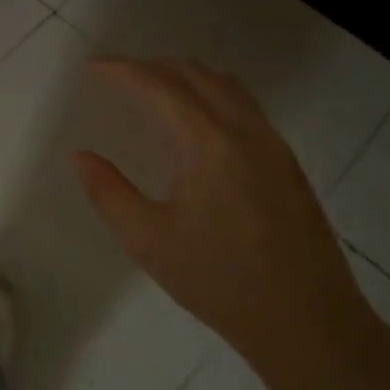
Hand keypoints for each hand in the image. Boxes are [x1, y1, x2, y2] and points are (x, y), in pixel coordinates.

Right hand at [72, 58, 389, 389]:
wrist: (308, 323)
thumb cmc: (220, 283)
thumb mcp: (148, 241)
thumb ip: (108, 192)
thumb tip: (81, 156)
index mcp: (209, 143)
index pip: (160, 86)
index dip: (122, 70)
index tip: (92, 67)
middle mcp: (246, 130)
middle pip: (196, 74)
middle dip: (152, 66)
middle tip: (116, 76)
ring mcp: (273, 144)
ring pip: (226, 85)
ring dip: (185, 76)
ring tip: (152, 90)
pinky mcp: (287, 162)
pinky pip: (245, 106)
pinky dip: (211, 94)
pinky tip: (196, 123)